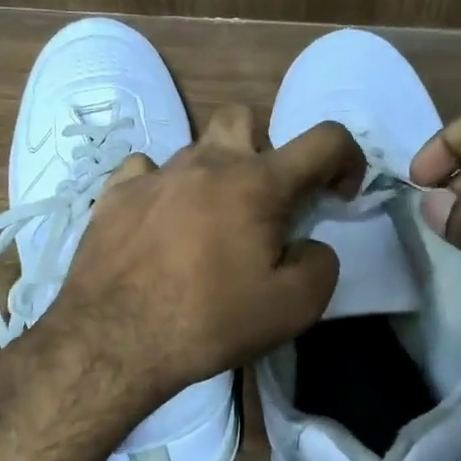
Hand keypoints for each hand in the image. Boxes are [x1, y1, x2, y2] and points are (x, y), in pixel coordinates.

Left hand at [39, 105, 364, 407]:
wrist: (113, 341)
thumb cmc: (209, 321)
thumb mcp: (293, 308)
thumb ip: (320, 264)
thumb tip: (307, 245)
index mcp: (258, 183)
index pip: (325, 139)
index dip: (347, 158)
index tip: (337, 195)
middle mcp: (207, 163)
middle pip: (245, 119)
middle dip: (264, 150)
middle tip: (261, 203)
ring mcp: (155, 174)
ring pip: (195, 149)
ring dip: (213, 176)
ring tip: (205, 226)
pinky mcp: (114, 193)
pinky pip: (146, 171)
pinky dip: (162, 189)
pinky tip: (158, 223)